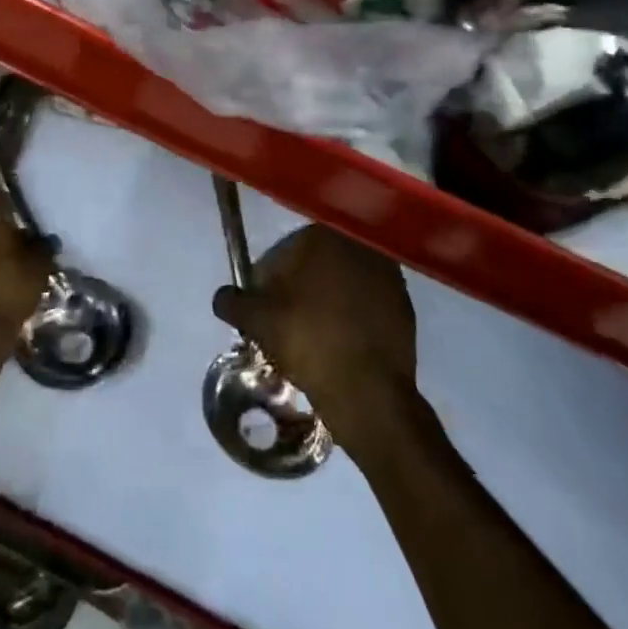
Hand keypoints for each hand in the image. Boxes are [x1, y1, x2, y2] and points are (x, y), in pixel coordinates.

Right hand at [212, 224, 416, 440]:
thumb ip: (233, 302)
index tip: (262, 310)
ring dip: (325, 303)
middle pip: (315, 267)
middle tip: (284, 324)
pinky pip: (365, 306)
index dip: (267, 283)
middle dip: (298, 290)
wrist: (368, 391)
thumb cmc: (308, 341)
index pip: (283, 253)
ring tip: (311, 338)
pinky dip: (350, 318)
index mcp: (323, 237)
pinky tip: (339, 345)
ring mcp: (388, 275)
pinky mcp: (405, 306)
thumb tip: (222, 297)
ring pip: (341, 285)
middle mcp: (359, 246)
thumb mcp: (257, 321)